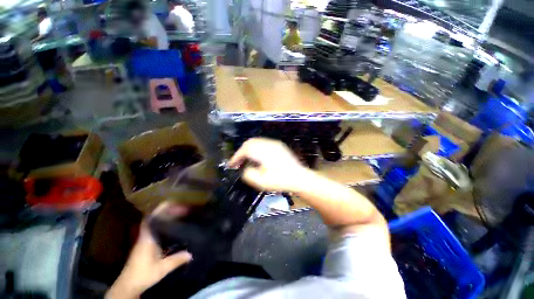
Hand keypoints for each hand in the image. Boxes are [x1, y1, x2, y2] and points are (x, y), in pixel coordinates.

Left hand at [106, 205, 192, 298]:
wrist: (128, 285)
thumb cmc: (143, 274)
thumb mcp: (161, 269)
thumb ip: (176, 260)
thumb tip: (191, 253)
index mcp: (147, 238)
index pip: (150, 219)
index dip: (159, 209)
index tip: (171, 203)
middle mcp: (145, 237)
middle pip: (154, 219)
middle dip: (166, 212)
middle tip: (180, 209)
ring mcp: (144, 241)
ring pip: (154, 225)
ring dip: (165, 219)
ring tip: (177, 216)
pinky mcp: (145, 247)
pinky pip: (155, 232)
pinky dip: (163, 227)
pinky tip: (171, 230)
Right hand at [228, 138, 309, 191]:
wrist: (299, 177)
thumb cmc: (280, 180)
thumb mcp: (260, 181)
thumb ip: (248, 173)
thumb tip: (246, 168)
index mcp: (262, 151)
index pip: (244, 150)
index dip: (236, 157)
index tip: (230, 165)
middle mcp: (267, 144)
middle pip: (250, 143)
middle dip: (241, 151)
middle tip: (237, 162)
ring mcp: (274, 143)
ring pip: (257, 141)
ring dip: (249, 149)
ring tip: (246, 159)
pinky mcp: (279, 146)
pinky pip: (263, 143)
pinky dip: (257, 148)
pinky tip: (258, 156)